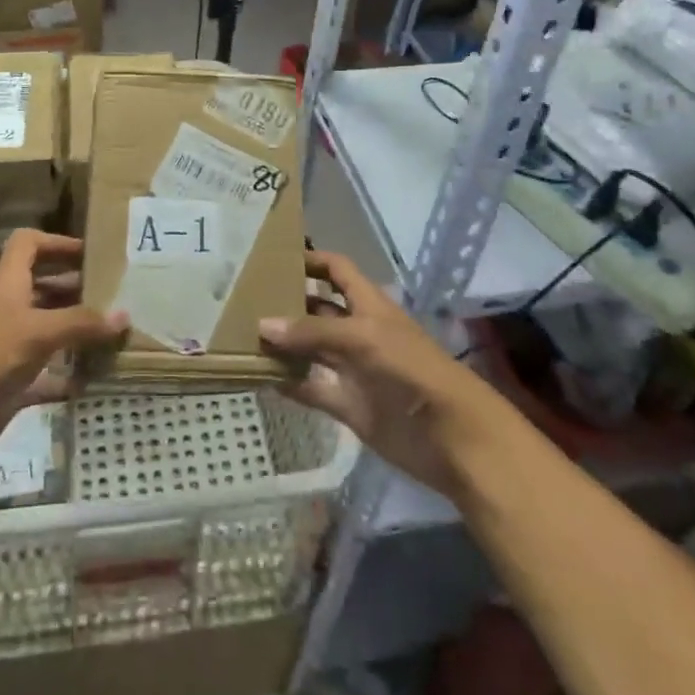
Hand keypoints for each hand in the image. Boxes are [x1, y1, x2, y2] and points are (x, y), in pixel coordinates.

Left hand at [0, 230, 126, 479]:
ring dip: (76, 332)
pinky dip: (67, 376)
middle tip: (116, 295)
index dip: (56, 242)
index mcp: (8, 285)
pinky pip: (45, 376)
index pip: (28, 245)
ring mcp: (8, 349)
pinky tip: (94, 380)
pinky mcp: (9, 385)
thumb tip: (124, 315)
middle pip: (43, 287)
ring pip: (48, 331)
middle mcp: (8, 311)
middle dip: (76, 288)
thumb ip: (81, 323)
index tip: (90, 254)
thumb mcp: (37, 332)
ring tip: (114, 333)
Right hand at [259, 251, 504, 501]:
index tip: (274, 257)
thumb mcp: (363, 338)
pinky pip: (313, 389)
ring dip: (284, 344)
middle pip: (319, 310)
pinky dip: (290, 383)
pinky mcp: (350, 405)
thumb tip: (263, 325)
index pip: (337, 270)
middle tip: (244, 298)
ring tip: (242, 335)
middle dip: (289, 302)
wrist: (452, 437)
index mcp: (369, 305)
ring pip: (311, 350)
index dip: (312, 260)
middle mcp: (358, 332)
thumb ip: (313, 331)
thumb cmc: (412, 370)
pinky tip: (260, 376)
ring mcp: (353, 369)